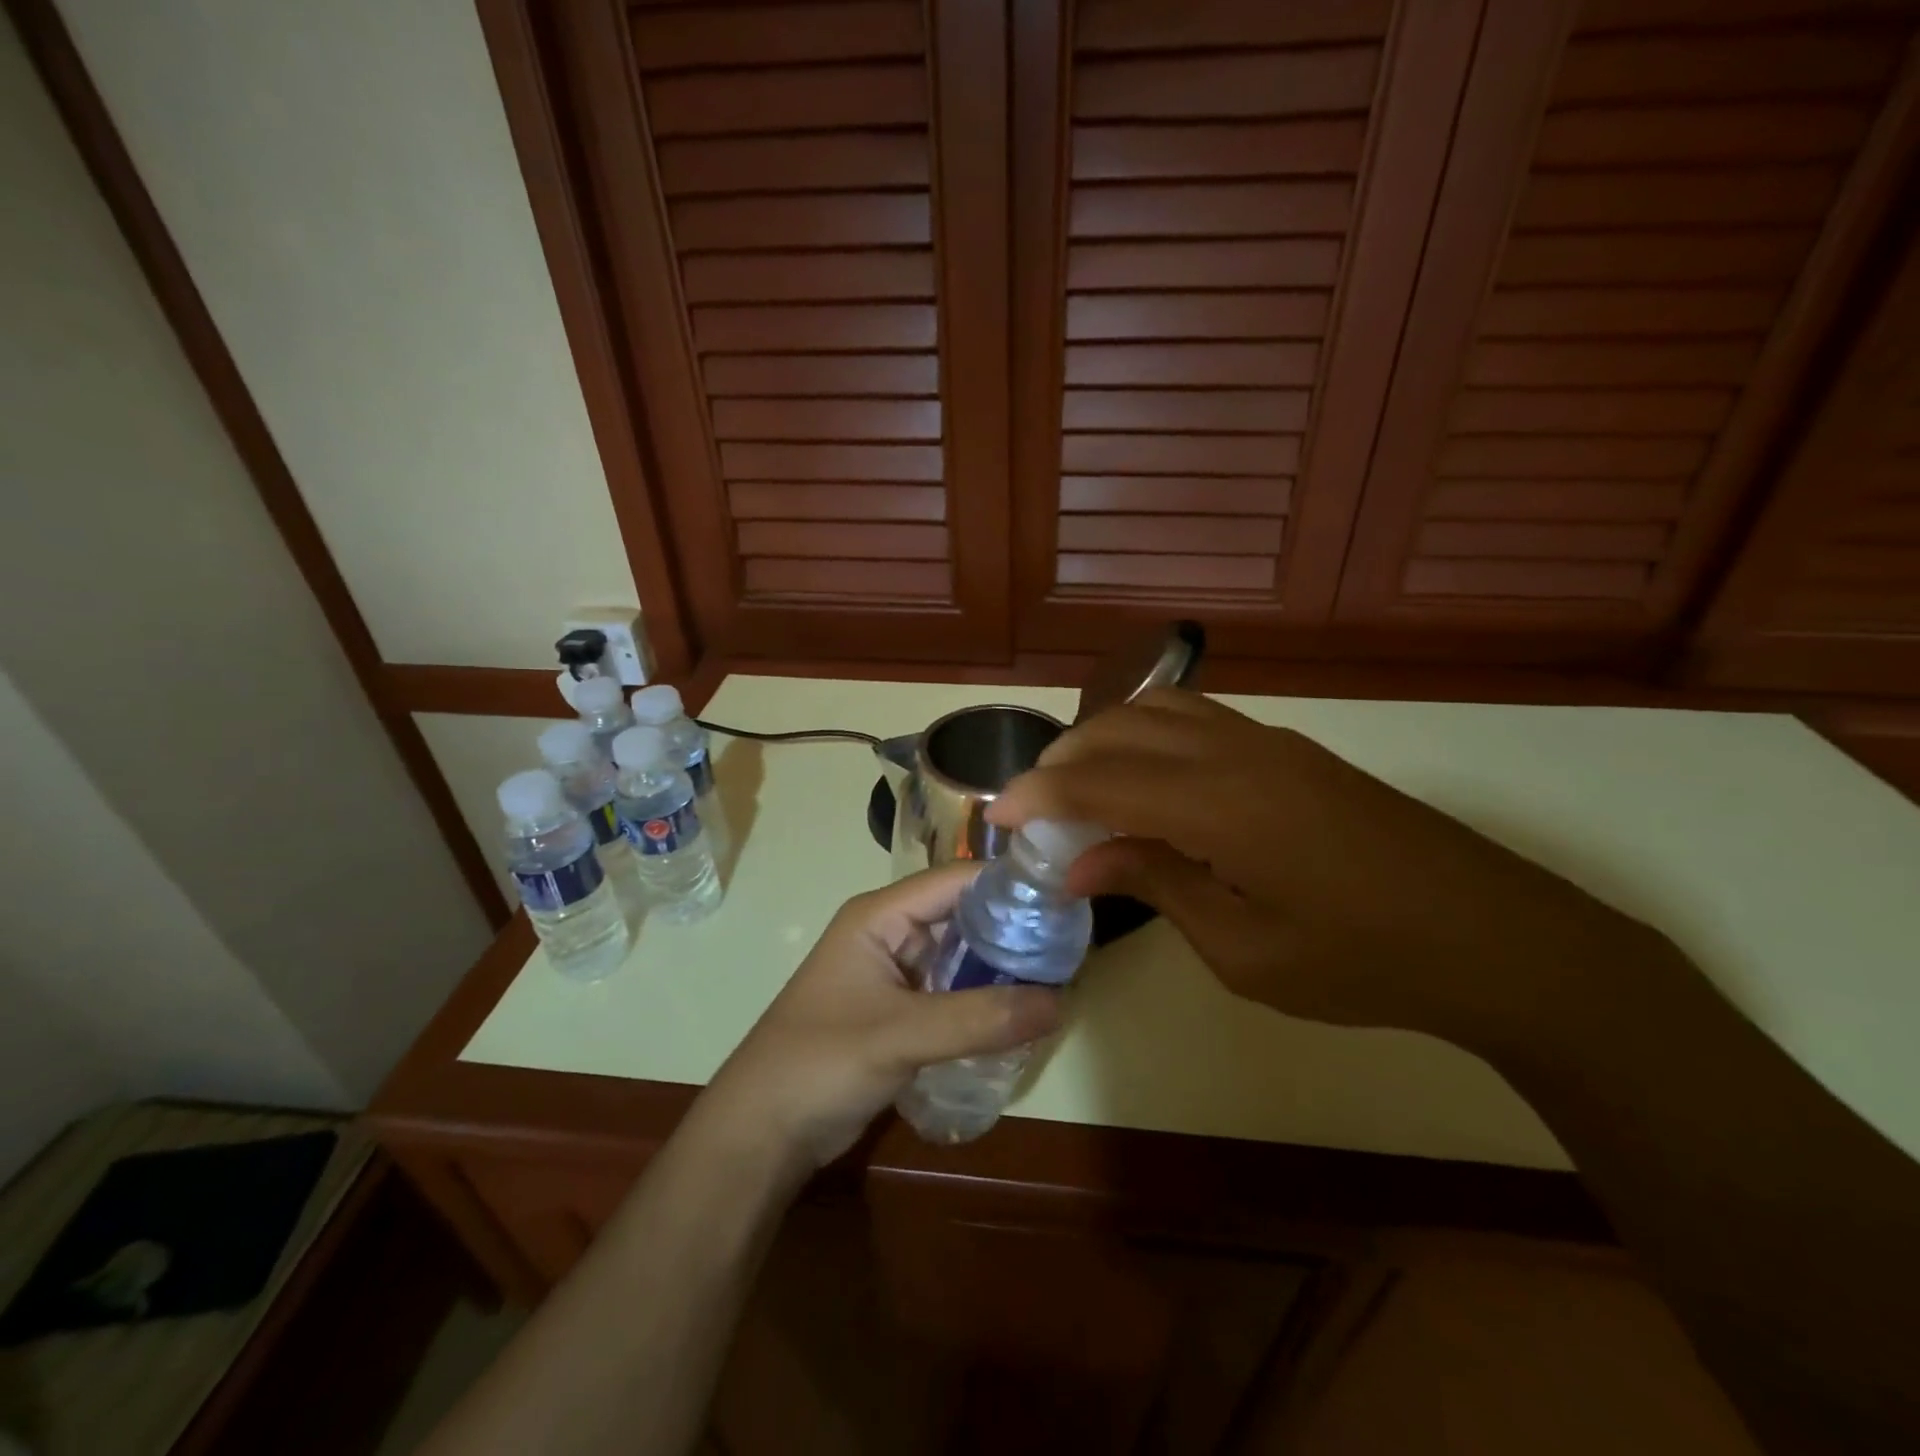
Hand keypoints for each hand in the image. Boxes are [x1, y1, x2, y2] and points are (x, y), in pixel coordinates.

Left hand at [694, 865, 1060, 1174]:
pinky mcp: (900, 1011)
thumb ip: (979, 1018)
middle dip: (1012, 929)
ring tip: (1060, 977)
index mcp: (881, 915)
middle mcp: (891, 933)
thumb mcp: (901, 1035)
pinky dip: (984, 1000)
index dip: (1008, 884)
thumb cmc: (820, 1062)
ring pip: (960, 957)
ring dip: (1001, 968)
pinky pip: (952, 993)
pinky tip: (1022, 1014)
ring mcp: (895, 974)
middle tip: (1072, 945)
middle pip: (963, 916)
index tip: (1064, 898)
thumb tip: (1060, 1001)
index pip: (956, 880)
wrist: (761, 1132)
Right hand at [987, 688, 1659, 1051]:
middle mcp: (1237, 753)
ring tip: (1080, 787)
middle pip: (1121, 727)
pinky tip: (1143, 778)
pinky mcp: (1291, 750)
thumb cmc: (1364, 962)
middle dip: (1063, 759)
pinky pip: (1197, 719)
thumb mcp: (1244, 948)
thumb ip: (1156, 884)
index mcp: (1220, 805)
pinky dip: (1148, 734)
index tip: (996, 815)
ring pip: (1160, 708)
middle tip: (1034, 807)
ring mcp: (1270, 742)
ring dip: (1105, 737)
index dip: (1038, 793)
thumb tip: (1080, 862)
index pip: (1100, 781)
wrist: (1498, 938)